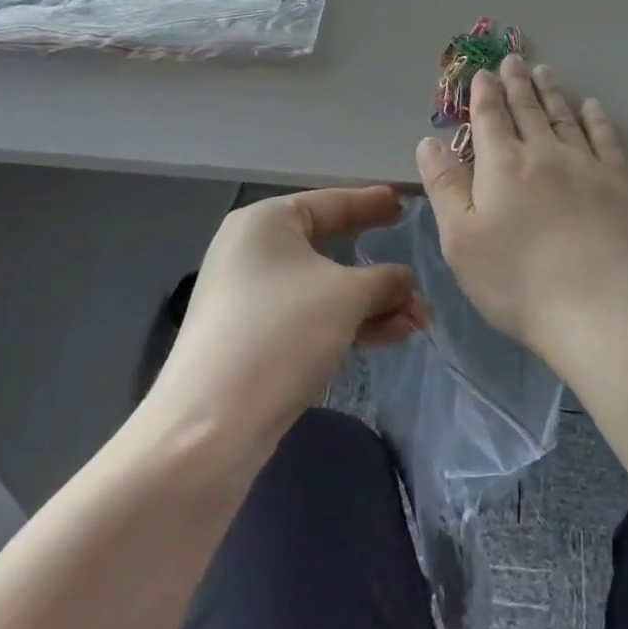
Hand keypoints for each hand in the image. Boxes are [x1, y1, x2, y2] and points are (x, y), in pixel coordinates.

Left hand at [146, 187, 426, 443]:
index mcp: (266, 222)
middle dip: (379, 270)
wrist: (210, 427)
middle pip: (330, 247)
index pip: (332, 202)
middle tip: (416, 267)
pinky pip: (310, 318)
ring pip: (324, 289)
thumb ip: (386, 280)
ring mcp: (249, 298)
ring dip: (372, 303)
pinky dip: (348, 323)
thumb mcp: (348, 296)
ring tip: (417, 320)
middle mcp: (252, 252)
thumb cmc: (282, 333)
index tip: (405, 202)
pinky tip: (390, 337)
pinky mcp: (252, 339)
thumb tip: (405, 281)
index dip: (372, 203)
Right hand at [416, 56, 627, 363]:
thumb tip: (429, 141)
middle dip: (517, 83)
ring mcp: (586, 165)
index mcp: (502, 165)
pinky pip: (605, 138)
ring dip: (552, 92)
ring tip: (546, 71)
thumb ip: (444, 186)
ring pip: (564, 117)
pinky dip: (596, 118)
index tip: (484, 72)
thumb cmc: (516, 281)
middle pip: (527, 109)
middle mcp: (544, 153)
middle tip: (514, 59)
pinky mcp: (620, 184)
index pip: (489, 118)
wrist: (598, 309)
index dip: (484, 93)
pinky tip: (592, 106)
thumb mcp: (461, 240)